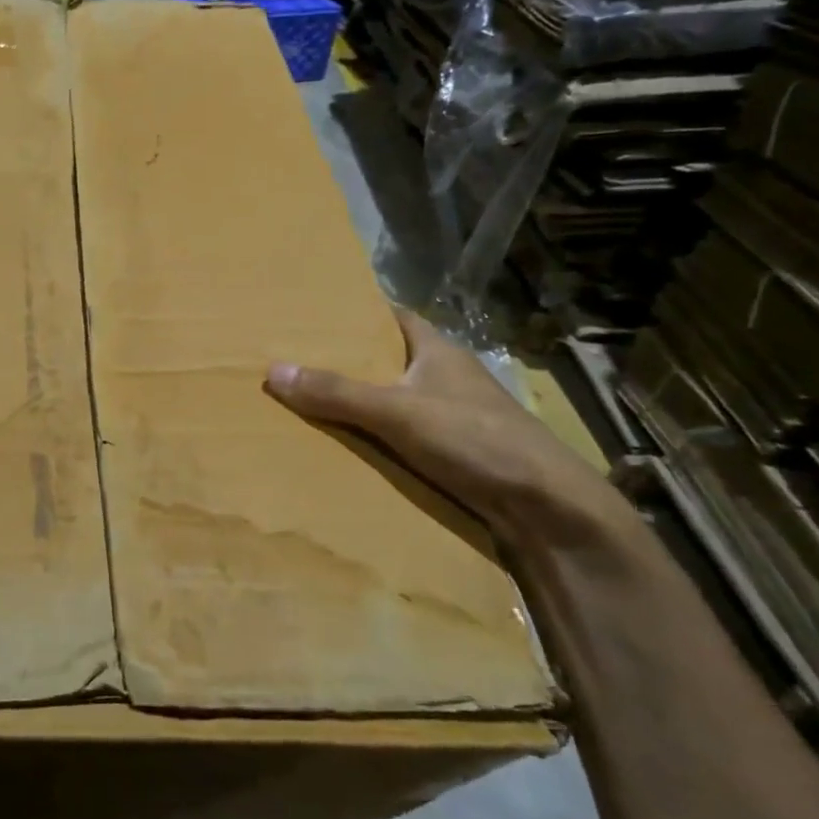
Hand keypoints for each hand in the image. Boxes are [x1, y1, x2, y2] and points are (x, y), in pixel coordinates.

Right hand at [265, 308, 628, 549]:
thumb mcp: (398, 411)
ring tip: (303, 399)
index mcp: (437, 350)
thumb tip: (273, 371)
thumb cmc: (475, 439)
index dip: (358, 311)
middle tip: (293, 358)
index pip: (392, 316)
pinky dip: (371, 435)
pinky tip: (340, 443)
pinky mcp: (452, 451)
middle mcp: (444, 376)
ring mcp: (450, 415)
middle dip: (346, 359)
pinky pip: (398, 433)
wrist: (546, 508)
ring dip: (356, 401)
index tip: (313, 312)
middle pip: (386, 358)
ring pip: (391, 398)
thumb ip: (337, 392)